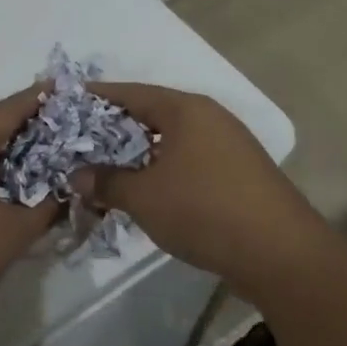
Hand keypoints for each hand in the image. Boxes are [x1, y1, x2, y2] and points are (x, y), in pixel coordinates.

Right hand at [70, 83, 332, 287]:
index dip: (97, 97)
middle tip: (80, 141)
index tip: (67, 101)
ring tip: (108, 169)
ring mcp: (228, 145)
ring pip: (171, 140)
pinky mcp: (238, 173)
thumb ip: (106, 181)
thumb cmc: (203, 210)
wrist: (279, 252)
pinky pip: (189, 160)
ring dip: (139, 153)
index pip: (131, 93)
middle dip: (115, 128)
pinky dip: (163, 169)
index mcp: (186, 110)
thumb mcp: (144, 196)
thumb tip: (77, 176)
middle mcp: (209, 118)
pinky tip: (147, 191)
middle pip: (152, 114)